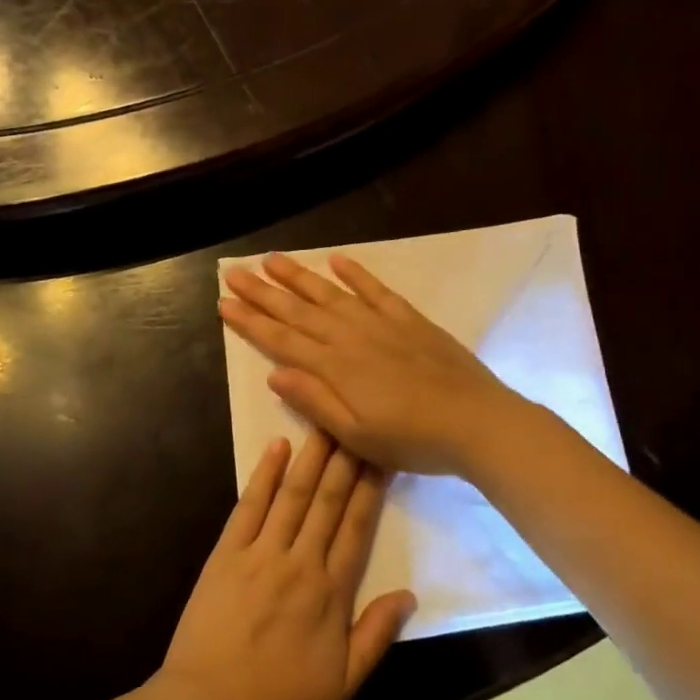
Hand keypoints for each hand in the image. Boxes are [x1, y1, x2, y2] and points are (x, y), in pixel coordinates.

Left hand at [154, 431, 415, 699]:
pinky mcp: (226, 553)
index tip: (383, 453)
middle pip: (327, 501)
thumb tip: (409, 594)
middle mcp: (300, 563)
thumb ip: (376, 636)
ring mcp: (260, 554)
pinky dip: (263, 474)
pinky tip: (276, 446)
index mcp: (331, 594)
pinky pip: (249, 506)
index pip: (357, 528)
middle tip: (358, 418)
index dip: (371, 488)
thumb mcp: (342, 687)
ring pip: (292, 495)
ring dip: (311, 456)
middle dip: (345, 458)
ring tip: (326, 421)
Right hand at [219, 253, 526, 477]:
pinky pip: (375, 289)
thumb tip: (274, 373)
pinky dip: (355, 273)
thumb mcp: (356, 435)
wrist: (475, 422)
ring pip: (329, 293)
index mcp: (334, 367)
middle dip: (262, 292)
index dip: (250, 321)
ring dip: (298, 276)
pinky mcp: (408, 318)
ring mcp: (380, 323)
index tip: (224, 303)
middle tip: (233, 273)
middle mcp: (350, 337)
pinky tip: (336, 259)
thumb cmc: (412, 440)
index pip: (281, 339)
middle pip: (298, 310)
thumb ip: (315, 401)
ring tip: (271, 259)